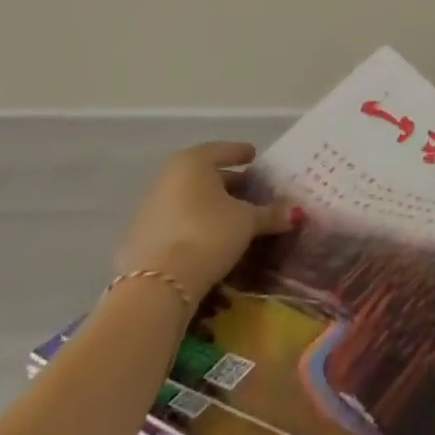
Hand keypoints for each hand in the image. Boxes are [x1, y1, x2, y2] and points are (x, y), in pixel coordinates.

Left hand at [114, 143, 297, 303]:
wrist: (158, 284)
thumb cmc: (208, 234)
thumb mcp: (247, 222)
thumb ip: (271, 213)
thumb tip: (295, 212)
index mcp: (193, 163)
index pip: (222, 150)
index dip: (240, 152)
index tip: (254, 156)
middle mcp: (167, 178)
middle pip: (203, 175)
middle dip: (227, 182)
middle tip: (249, 191)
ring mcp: (149, 207)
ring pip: (187, 198)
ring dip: (209, 204)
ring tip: (231, 217)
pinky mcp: (140, 237)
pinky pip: (175, 220)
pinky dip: (192, 223)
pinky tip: (207, 237)